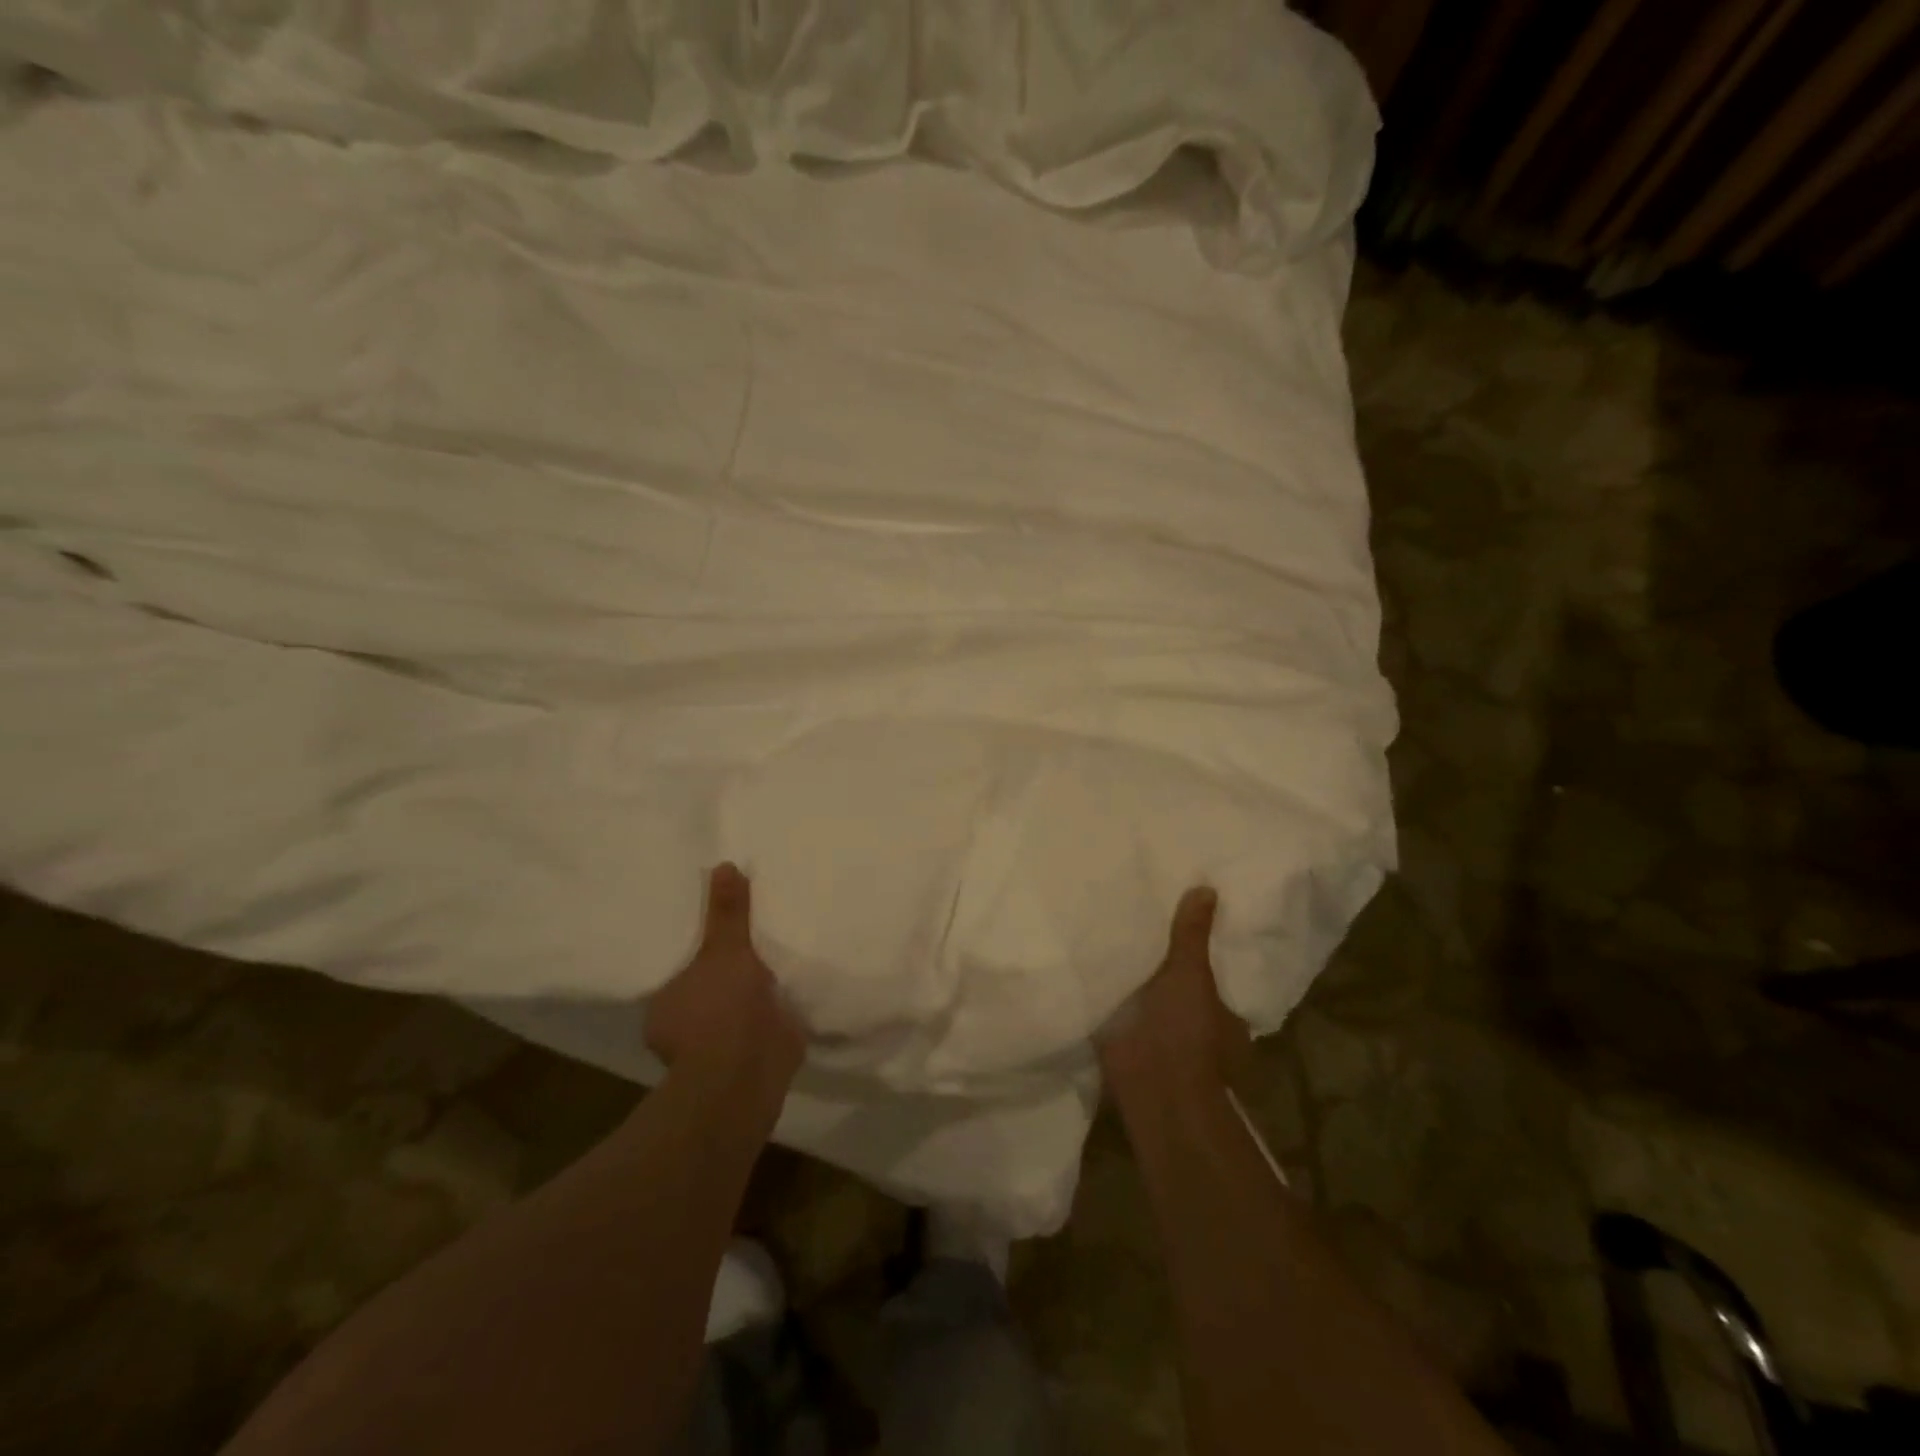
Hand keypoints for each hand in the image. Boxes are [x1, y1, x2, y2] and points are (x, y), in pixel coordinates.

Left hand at [646, 864, 805, 1092]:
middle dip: (728, 972)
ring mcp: (719, 1048)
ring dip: (754, 993)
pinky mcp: (753, 1057)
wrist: (750, 1071)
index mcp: (665, 1005)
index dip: (697, 952)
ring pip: (736, 1009)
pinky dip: (776, 1011)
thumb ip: (727, 912)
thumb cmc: (720, 1009)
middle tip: (751, 939)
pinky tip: (793, 988)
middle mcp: (684, 1030)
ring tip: (778, 957)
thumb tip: (723, 865)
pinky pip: (764, 1024)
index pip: (677, 971)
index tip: (717, 932)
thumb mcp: (724, 949)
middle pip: (708, 988)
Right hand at [1097, 887, 1250, 1102]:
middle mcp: (1193, 1028)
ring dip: (1131, 981)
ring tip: (1109, 934)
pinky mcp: (1125, 1043)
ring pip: (1145, 999)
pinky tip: (1090, 966)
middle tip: (1138, 920)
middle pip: (1175, 986)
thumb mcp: (1191, 974)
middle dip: (1159, 965)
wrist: (1151, 1086)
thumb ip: (1192, 935)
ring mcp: (1158, 1038)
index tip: (1179, 922)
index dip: (1198, 954)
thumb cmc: (1186, 1032)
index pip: (1213, 977)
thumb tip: (1207, 887)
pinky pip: (1117, 1010)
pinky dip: (1107, 995)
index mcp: (1222, 1015)